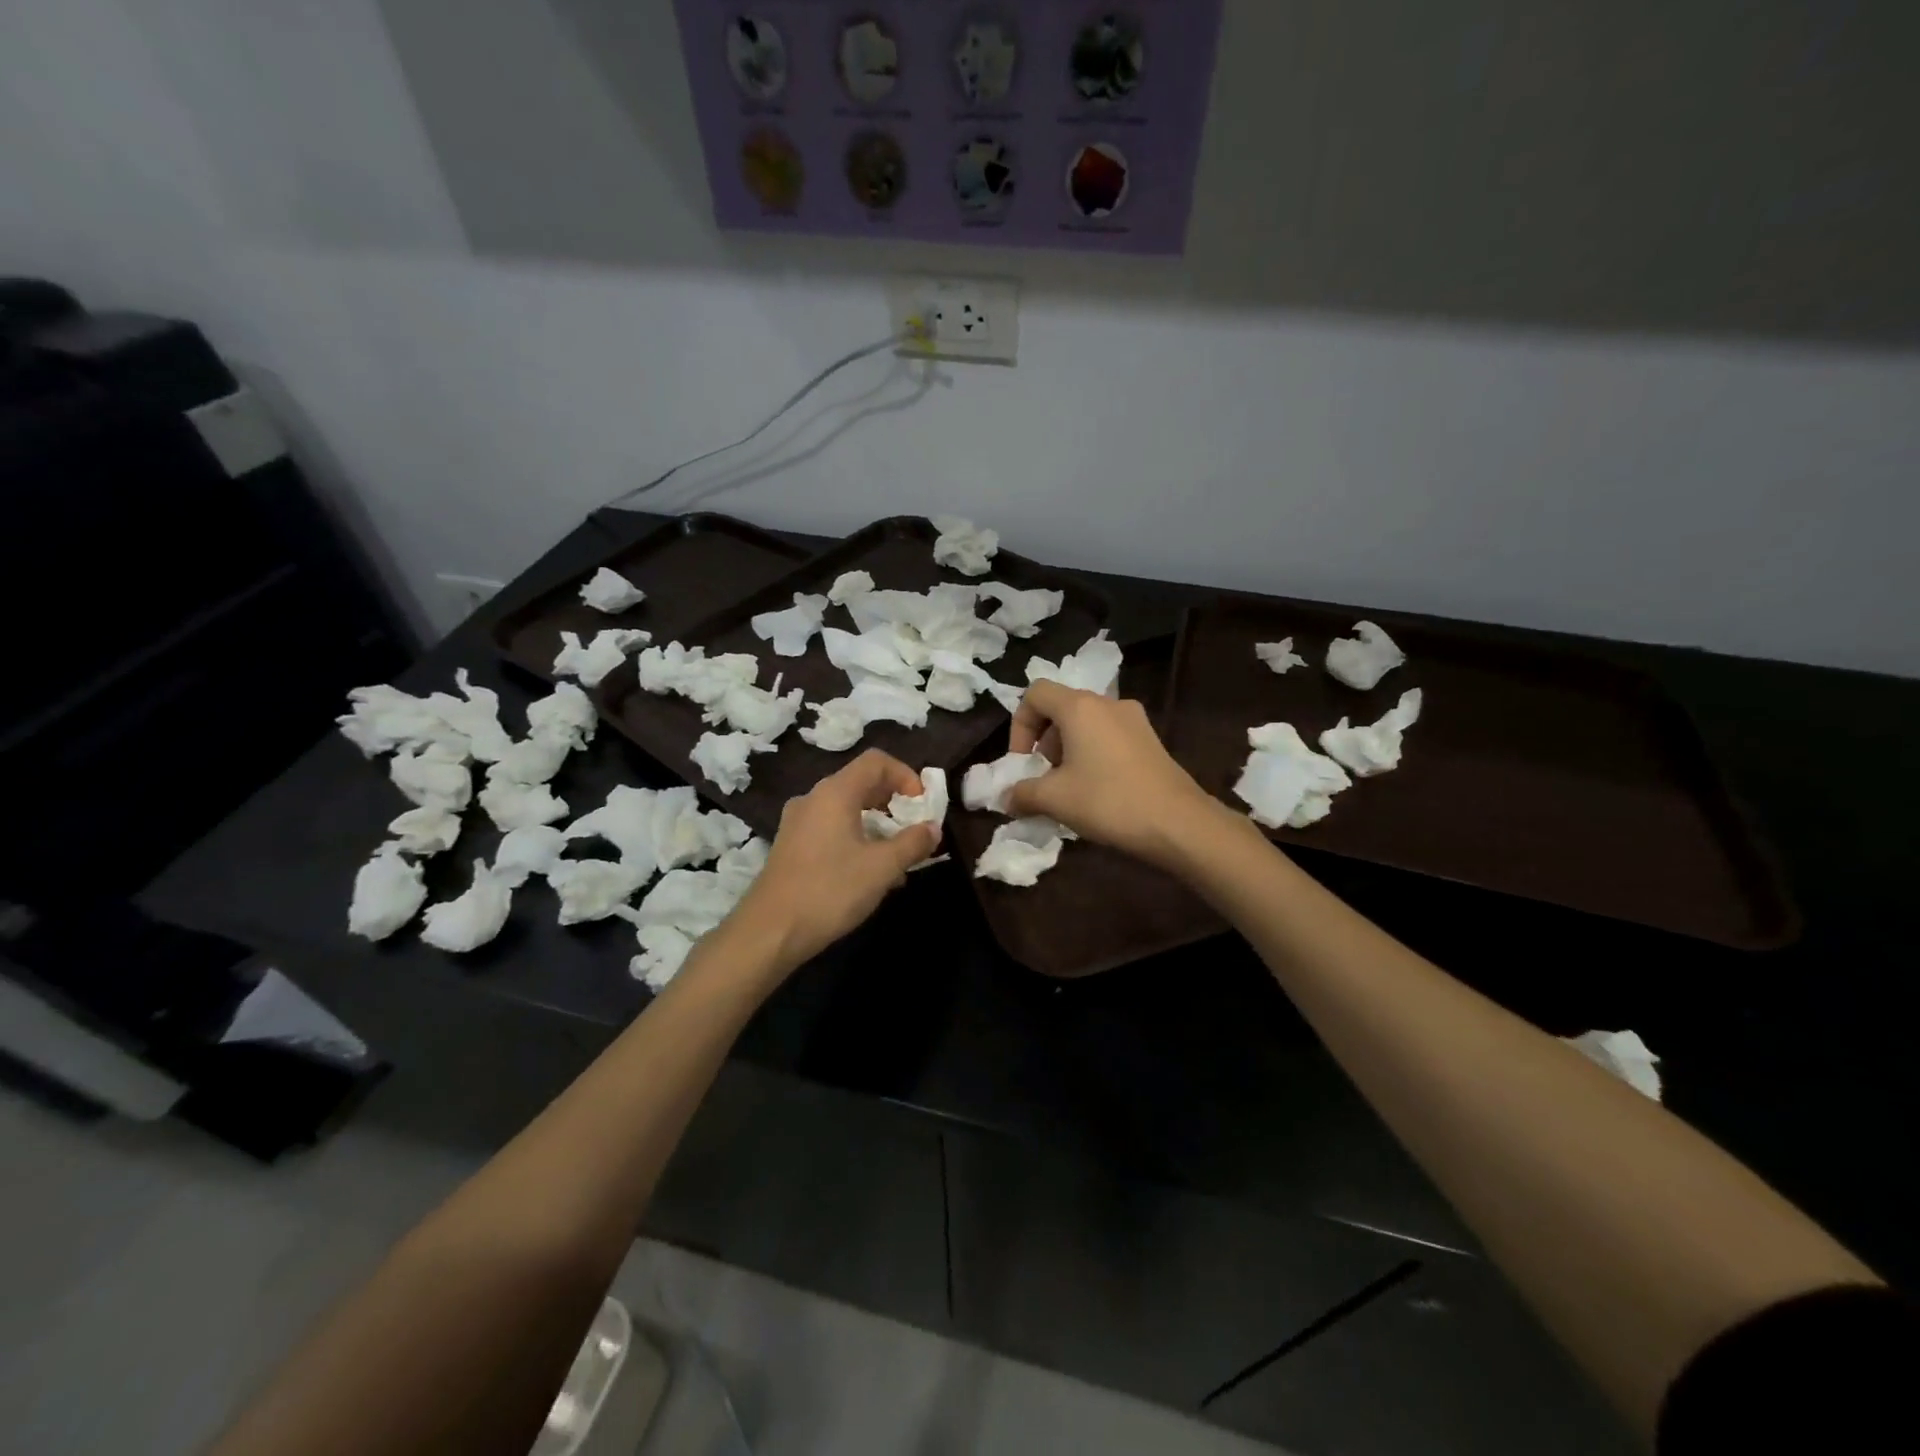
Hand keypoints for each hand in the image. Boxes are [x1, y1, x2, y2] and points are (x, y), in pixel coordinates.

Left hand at [736, 750, 941, 972]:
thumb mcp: (882, 868)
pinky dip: (856, 839)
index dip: (905, 775)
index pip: (876, 761)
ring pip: (846, 809)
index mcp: (834, 793)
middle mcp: (813, 799)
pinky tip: (869, 874)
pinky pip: (831, 829)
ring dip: (877, 824)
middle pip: (860, 782)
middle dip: (893, 802)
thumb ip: (912, 843)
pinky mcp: (791, 846)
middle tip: (914, 828)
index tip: (922, 804)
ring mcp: (798, 823)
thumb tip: (932, 828)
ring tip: (897, 856)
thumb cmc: (829, 891)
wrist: (769, 932)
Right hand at [1006, 680, 1222, 866]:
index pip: (1035, 693)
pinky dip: (1092, 755)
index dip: (1019, 725)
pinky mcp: (1150, 740)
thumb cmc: (1108, 801)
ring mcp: (1134, 720)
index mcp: (1080, 707)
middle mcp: (1108, 703)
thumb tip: (1006, 798)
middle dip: (1044, 742)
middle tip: (1044, 778)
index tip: (1023, 761)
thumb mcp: (1054, 799)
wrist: (1178, 823)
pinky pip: (1109, 737)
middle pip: (1061, 708)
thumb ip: (1022, 794)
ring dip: (1067, 750)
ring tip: (1069, 789)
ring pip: (1086, 724)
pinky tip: (1097, 791)